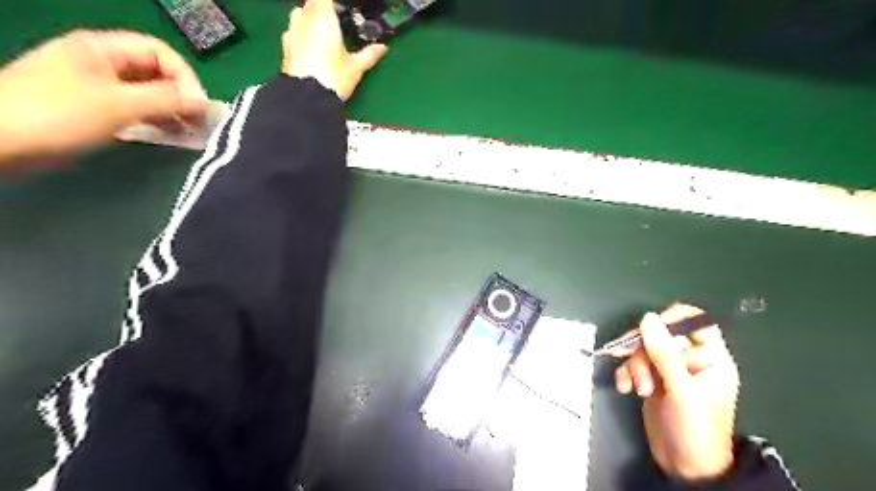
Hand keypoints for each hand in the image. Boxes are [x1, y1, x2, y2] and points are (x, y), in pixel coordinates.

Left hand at [1, 28, 205, 160]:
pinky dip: (157, 122)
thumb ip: (166, 100)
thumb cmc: (57, 115)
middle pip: (157, 74)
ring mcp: (99, 88)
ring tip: (193, 134)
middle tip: (202, 124)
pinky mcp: (97, 111)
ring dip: (174, 112)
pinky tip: (171, 136)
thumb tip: (206, 103)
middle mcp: (104, 64)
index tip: (199, 107)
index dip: (185, 77)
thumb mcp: (118, 104)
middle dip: (183, 97)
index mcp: (103, 49)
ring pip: (149, 95)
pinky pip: (137, 111)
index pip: (160, 53)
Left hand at [283, 0, 385, 99]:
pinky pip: (292, 33)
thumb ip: (369, 55)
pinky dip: (300, 35)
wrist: (307, 99)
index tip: (341, 10)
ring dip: (309, 19)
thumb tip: (382, 48)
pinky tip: (309, 48)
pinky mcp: (285, 49)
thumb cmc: (333, 78)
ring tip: (321, 34)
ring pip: (298, 15)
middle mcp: (305, 20)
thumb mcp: (356, 68)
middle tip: (335, 22)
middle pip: (311, 4)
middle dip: (322, 9)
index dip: (333, 4)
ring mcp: (292, 33)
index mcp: (324, 18)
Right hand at [614, 305, 737, 480]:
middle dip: (644, 351)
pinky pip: (633, 364)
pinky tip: (625, 388)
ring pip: (643, 349)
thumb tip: (648, 318)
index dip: (674, 320)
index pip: (695, 322)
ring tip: (638, 389)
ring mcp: (669, 370)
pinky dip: (626, 374)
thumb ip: (664, 353)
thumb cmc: (695, 430)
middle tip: (638, 369)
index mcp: (710, 358)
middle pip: (661, 335)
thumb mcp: (681, 390)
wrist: (685, 468)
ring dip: (634, 366)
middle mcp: (689, 360)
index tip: (651, 329)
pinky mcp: (652, 379)